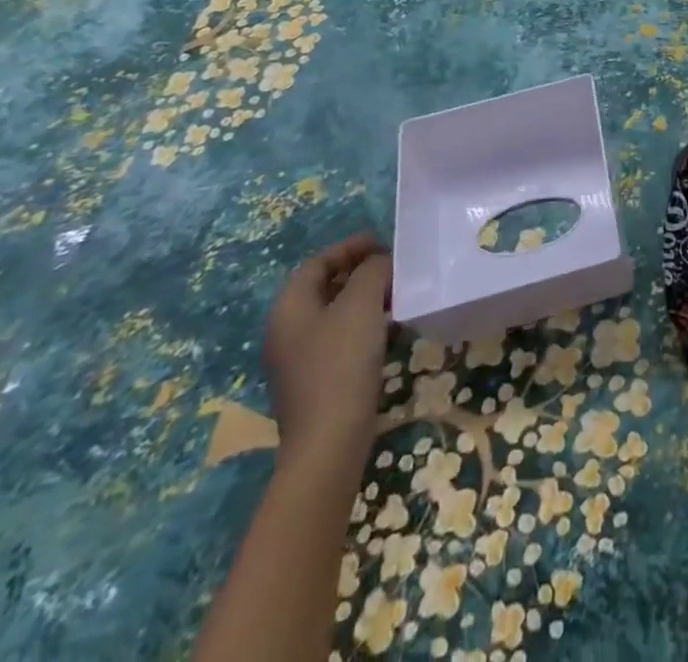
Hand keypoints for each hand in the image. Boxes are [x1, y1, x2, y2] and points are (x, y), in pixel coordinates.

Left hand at [263, 233, 391, 475]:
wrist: (329, 443)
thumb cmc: (341, 363)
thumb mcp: (361, 304)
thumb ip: (372, 272)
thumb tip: (381, 263)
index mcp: (289, 308)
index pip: (318, 262)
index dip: (351, 247)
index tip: (385, 243)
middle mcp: (288, 330)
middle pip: (325, 286)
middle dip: (361, 271)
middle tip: (396, 267)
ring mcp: (300, 359)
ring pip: (336, 312)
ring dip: (366, 298)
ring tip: (400, 294)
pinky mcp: (317, 380)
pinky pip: (342, 337)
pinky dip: (365, 324)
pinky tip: (390, 330)